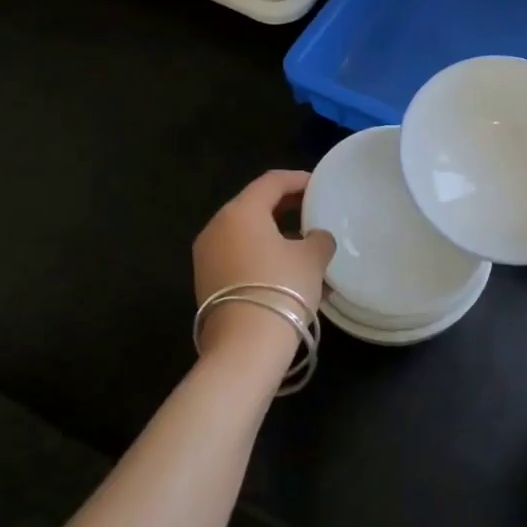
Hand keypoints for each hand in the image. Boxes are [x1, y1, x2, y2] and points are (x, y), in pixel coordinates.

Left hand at [193, 171, 335, 360]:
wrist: (245, 347)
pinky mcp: (207, 283)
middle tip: (313, 210)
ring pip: (247, 235)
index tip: (319, 185)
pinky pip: (240, 257)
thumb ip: (319, 239)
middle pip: (255, 206)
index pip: (271, 182)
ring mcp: (207, 257)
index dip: (298, 179)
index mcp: (241, 212)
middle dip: (286, 207)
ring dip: (276, 236)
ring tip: (306, 248)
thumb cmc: (282, 288)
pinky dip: (263, 257)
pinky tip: (289, 273)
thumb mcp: (313, 258)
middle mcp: (217, 228)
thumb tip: (315, 238)